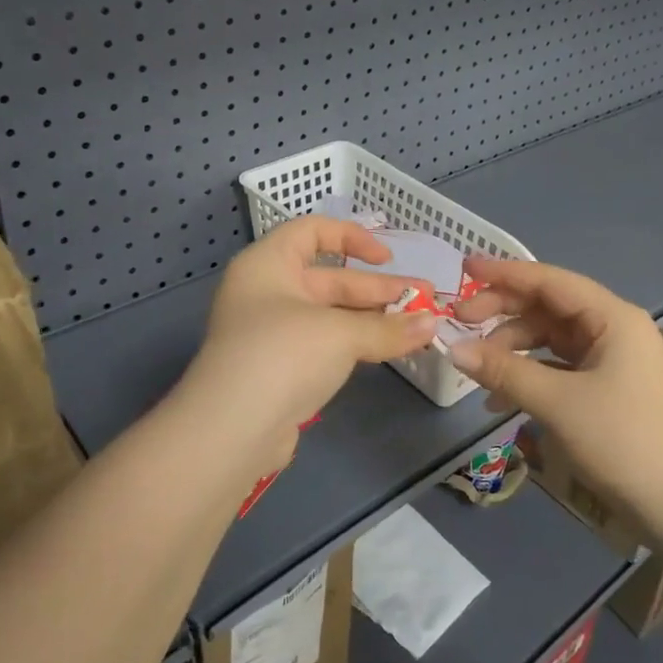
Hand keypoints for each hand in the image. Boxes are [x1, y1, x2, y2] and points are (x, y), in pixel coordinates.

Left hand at [173, 217, 436, 477]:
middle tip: (425, 300)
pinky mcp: (279, 370)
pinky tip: (389, 350)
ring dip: (373, 319)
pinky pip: (325, 345)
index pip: (311, 231)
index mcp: (268, 263)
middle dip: (378, 290)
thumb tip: (432, 325)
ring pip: (331, 315)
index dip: (352, 237)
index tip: (387, 258)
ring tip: (419, 327)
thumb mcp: (340, 334)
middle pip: (330, 279)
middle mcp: (266, 291)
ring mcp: (271, 333)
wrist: (231, 432)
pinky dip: (356, 345)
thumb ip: (388, 328)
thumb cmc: (282, 355)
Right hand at [449, 257, 662, 532]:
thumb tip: (452, 348)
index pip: (549, 281)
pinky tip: (500, 401)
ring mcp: (612, 361)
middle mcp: (613, 329)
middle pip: (548, 308)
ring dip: (512, 349)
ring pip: (550, 339)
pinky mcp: (608, 390)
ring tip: (477, 370)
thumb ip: (504, 371)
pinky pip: (559, 369)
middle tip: (460, 322)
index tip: (464, 266)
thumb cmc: (625, 442)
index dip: (504, 273)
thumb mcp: (558, 403)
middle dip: (503, 313)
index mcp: (612, 318)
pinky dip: (529, 377)